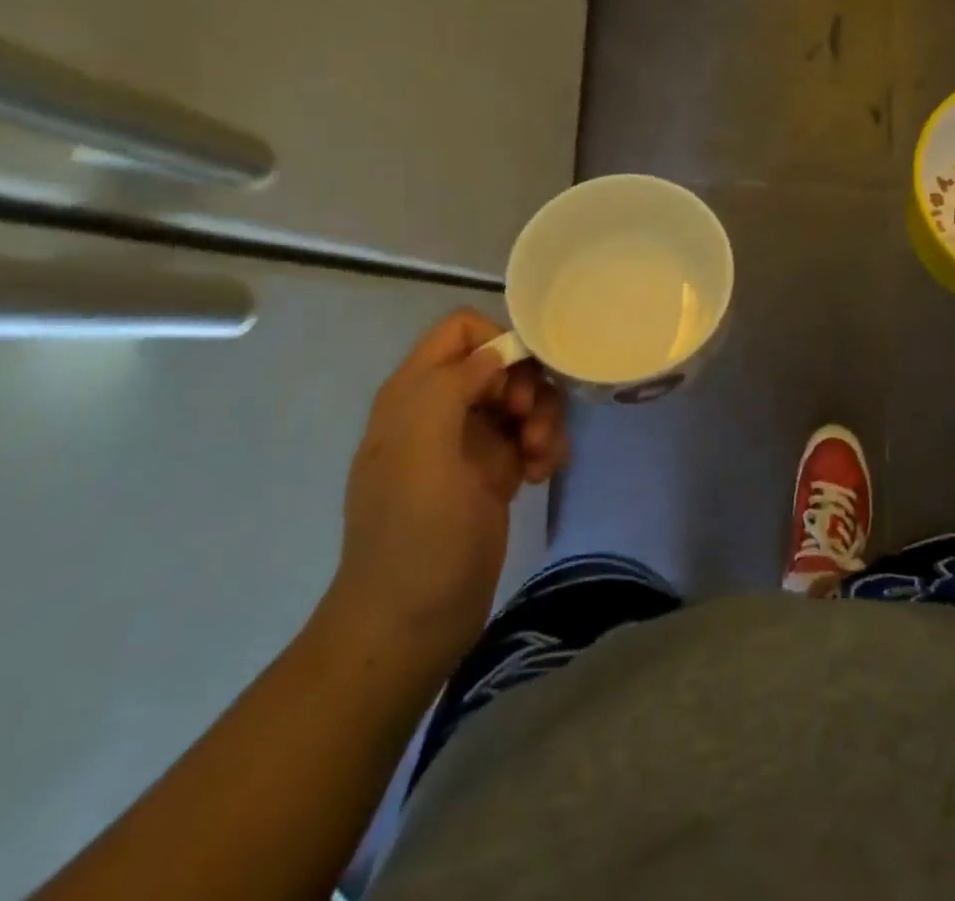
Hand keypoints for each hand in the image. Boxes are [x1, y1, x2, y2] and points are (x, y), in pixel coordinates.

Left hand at [327, 309, 568, 654]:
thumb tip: (495, 354)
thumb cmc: (415, 533)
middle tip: (530, 421)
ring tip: (541, 456)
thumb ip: (451, 385)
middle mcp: (441, 409)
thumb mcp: (422, 450)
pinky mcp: (493, 474)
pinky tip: (541, 475)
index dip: (497, 341)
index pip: (461, 330)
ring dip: (542, 418)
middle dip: (528, 384)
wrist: (411, 624)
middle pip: (500, 362)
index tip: (518, 379)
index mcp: (414, 394)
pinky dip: (544, 447)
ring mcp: (469, 443)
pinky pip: (529, 436)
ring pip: (521, 398)